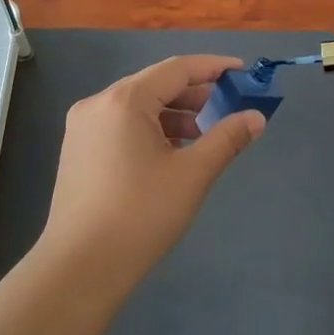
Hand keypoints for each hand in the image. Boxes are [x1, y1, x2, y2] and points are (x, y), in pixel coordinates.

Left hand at [35, 55, 265, 293]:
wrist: (81, 267)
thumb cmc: (141, 214)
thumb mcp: (192, 174)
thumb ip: (227, 139)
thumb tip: (256, 118)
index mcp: (124, 100)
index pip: (176, 69)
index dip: (213, 67)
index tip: (242, 73)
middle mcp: (98, 104)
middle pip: (154, 85)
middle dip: (194, 94)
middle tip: (229, 106)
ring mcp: (82, 128)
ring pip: (137, 108)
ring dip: (173, 115)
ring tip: (204, 134)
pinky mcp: (77, 152)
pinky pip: (121, 126)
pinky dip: (150, 130)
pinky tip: (172, 153)